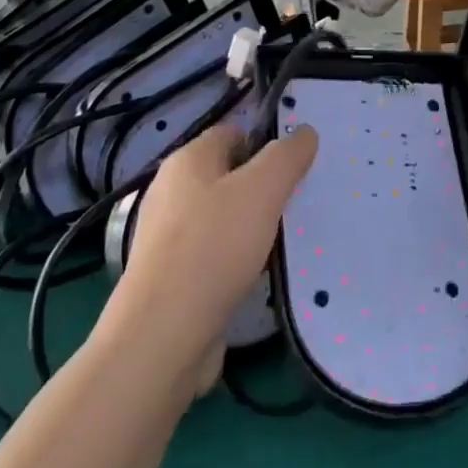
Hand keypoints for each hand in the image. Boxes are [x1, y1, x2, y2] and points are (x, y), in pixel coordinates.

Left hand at [108, 124, 318, 384]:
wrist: (163, 335)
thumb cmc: (214, 246)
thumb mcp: (263, 189)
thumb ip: (287, 156)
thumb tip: (304, 133)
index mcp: (187, 160)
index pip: (232, 133)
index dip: (265, 143)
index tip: (296, 166)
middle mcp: (171, 191)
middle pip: (228, 176)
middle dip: (263, 188)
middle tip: (297, 203)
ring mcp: (167, 237)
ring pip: (222, 218)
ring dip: (252, 227)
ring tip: (284, 241)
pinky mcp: (170, 277)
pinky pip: (213, 255)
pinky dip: (236, 260)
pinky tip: (258, 275)